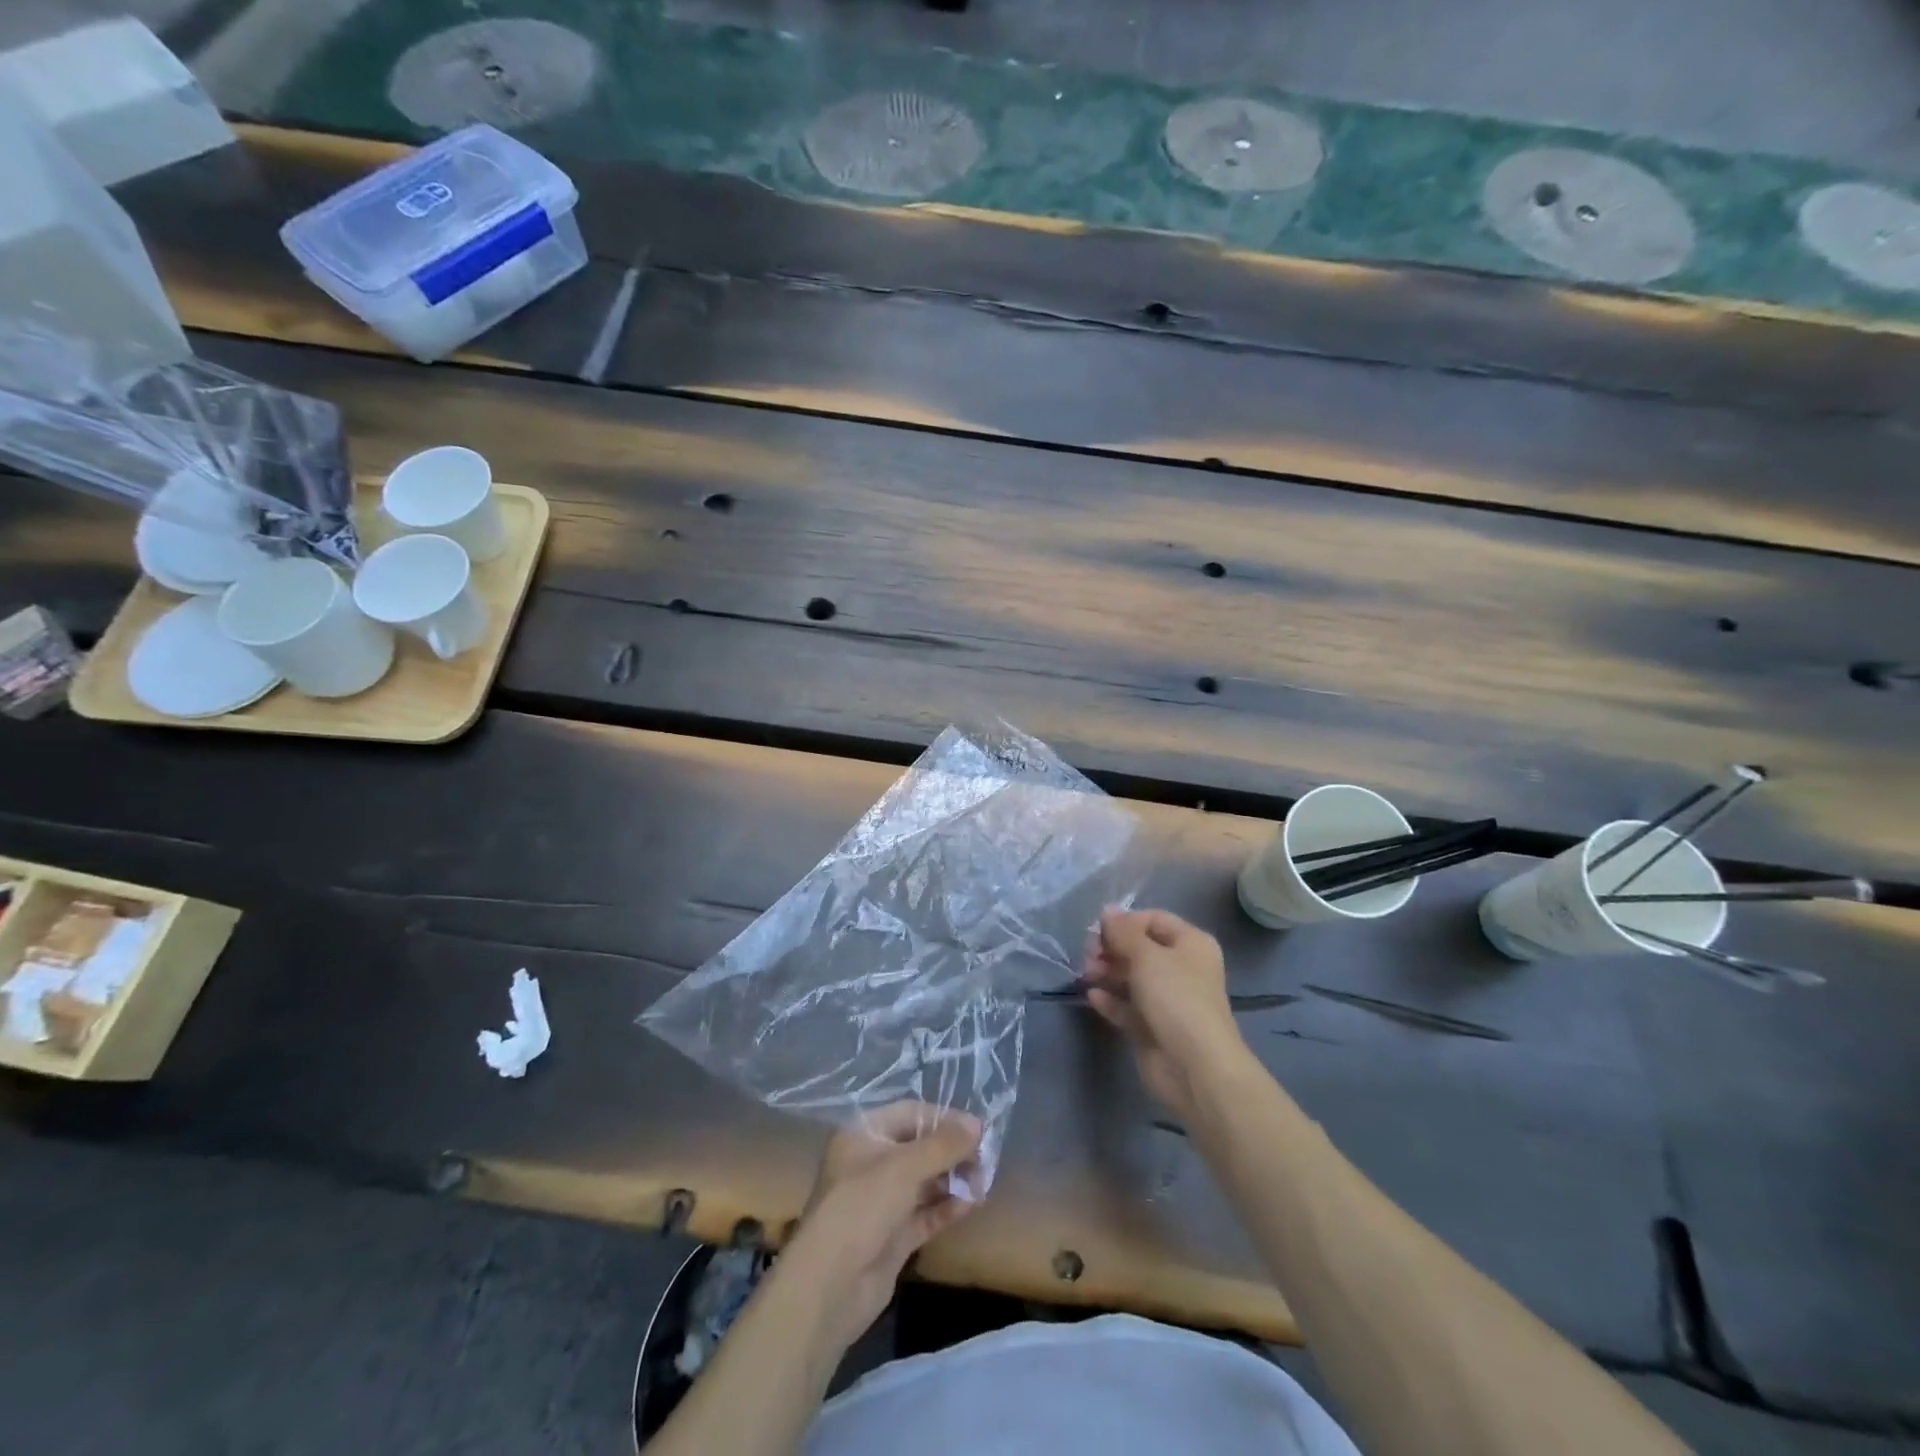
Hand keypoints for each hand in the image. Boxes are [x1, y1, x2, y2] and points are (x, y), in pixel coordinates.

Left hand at [779, 1103, 982, 1352]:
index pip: (910, 1113)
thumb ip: (943, 1145)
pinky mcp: (892, 1235)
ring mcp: (881, 1201)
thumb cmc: (862, 1206)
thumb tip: (977, 1124)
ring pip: (924, 1181)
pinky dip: (947, 1207)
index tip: (977, 1128)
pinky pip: (925, 1213)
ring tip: (983, 1181)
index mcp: (863, 1134)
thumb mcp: (904, 1167)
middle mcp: (871, 1162)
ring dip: (953, 1179)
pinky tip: (972, 1203)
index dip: (944, 1118)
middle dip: (952, 1151)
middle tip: (985, 1158)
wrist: (831, 1285)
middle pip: (919, 1147)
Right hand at [1085, 908, 1245, 1120]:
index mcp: (1190, 944)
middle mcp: (1181, 968)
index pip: (1153, 920)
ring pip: (1131, 977)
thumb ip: (1123, 932)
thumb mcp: (1146, 955)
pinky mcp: (1152, 1027)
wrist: (1195, 1067)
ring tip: (1087, 975)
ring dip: (1107, 972)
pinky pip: (1127, 1006)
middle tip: (1089, 955)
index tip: (1098, 930)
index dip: (1125, 922)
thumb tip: (1107, 911)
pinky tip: (1093, 996)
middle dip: (1112, 948)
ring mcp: (1167, 1000)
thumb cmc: (1176, 998)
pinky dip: (1110, 1000)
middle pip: (1139, 948)